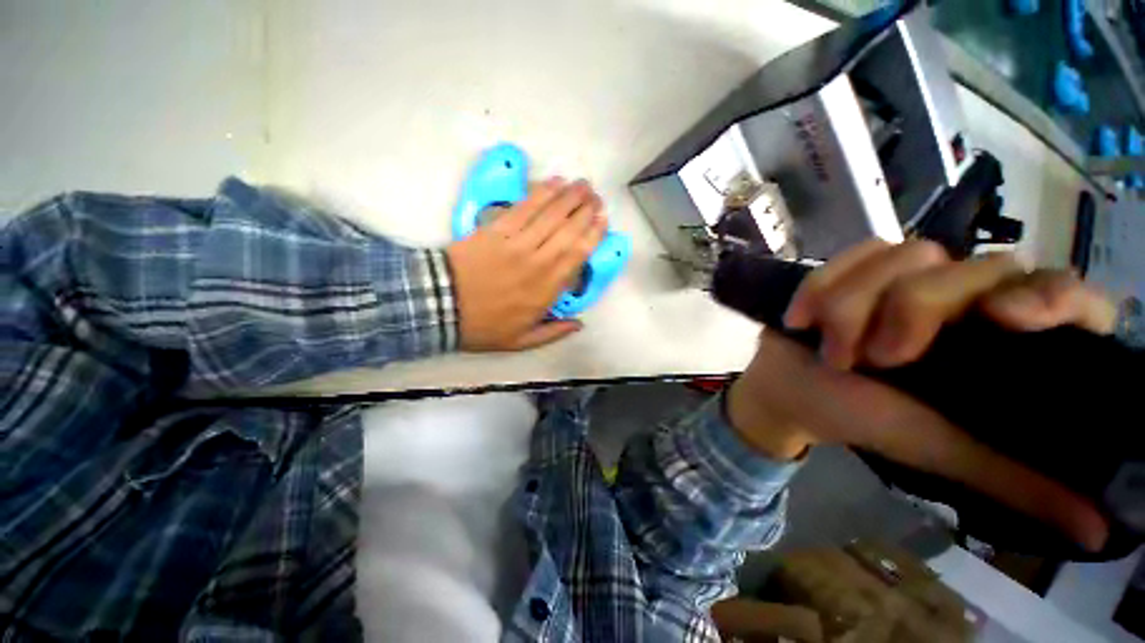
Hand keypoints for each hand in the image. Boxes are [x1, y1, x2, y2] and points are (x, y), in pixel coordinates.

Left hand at [446, 177, 606, 350]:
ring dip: (569, 196)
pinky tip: (552, 183)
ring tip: (582, 184)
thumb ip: (554, 332)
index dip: (593, 235)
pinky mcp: (496, 229)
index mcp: (546, 289)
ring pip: (549, 215)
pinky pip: (523, 208)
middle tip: (597, 196)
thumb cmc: (484, 325)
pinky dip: (540, 194)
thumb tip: (580, 324)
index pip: (577, 256)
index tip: (604, 220)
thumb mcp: (521, 341)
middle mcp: (538, 261)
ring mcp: (517, 243)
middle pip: (568, 230)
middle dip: (586, 210)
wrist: (441, 305)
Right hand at [727, 239, 1115, 550]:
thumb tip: (1099, 534)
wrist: (791, 389)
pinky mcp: (857, 266)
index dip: (1053, 296)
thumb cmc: (864, 419)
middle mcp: (967, 298)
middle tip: (874, 359)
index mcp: (1000, 342)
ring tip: (830, 349)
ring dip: (852, 306)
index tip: (1006, 318)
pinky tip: (802, 320)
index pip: (1065, 294)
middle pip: (973, 267)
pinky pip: (852, 254)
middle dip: (913, 310)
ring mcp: (908, 276)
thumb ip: (1016, 480)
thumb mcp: (940, 449)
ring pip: (906, 255)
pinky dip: (822, 287)